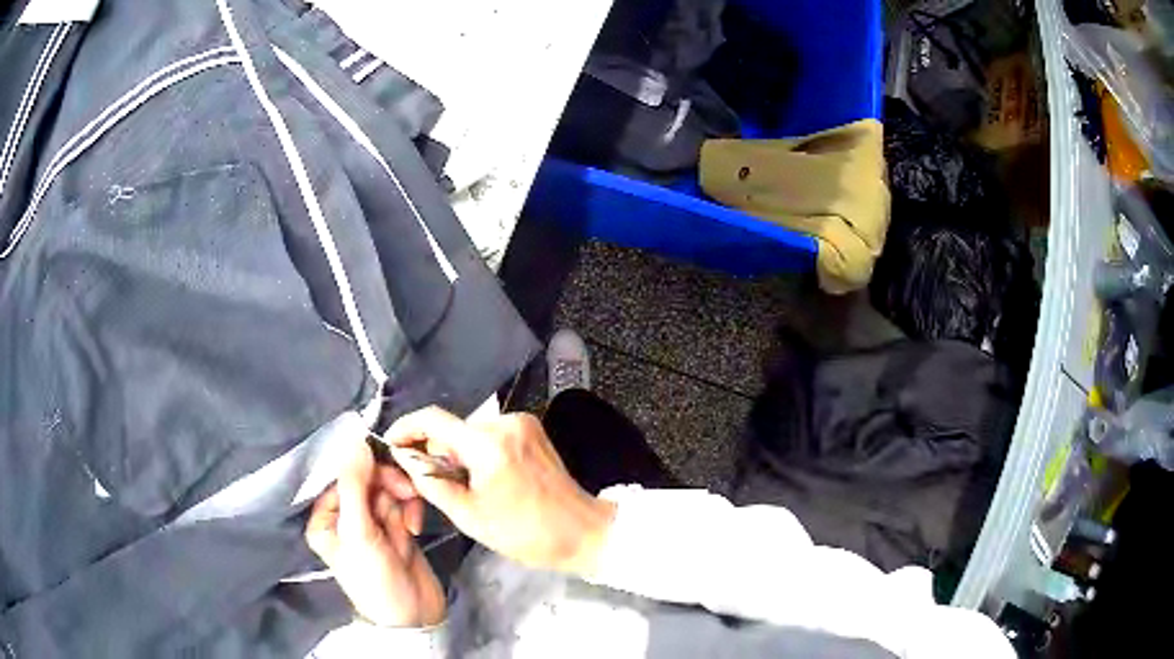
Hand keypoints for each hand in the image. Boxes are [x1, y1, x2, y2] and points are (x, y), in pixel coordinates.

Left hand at [305, 438, 445, 626]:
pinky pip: (403, 504)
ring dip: (402, 499)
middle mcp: (346, 516)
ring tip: (410, 521)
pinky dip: (411, 510)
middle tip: (407, 492)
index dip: (365, 468)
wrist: (412, 616)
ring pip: (388, 490)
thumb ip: (355, 485)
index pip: (342, 476)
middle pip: (368, 479)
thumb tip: (355, 440)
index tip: (386, 466)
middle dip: (388, 485)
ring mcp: (373, 522)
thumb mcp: (359, 532)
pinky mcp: (396, 527)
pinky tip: (414, 528)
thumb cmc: (374, 577)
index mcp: (326, 517)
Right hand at [384, 407, 615, 575]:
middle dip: (436, 453)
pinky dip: (479, 453)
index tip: (391, 444)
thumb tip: (403, 457)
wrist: (582, 532)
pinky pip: (490, 435)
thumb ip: (430, 482)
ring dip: (458, 455)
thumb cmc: (526, 533)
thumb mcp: (469, 516)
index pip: (432, 419)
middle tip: (432, 484)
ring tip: (466, 489)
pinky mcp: (532, 429)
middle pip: (452, 429)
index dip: (405, 428)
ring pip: (470, 433)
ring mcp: (522, 422)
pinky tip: (486, 479)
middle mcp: (505, 422)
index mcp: (488, 444)